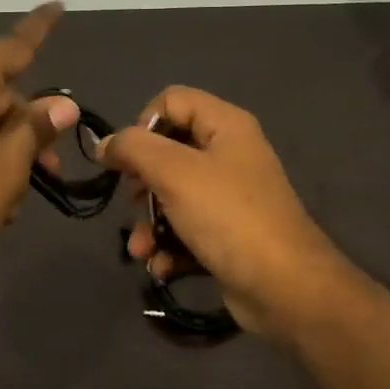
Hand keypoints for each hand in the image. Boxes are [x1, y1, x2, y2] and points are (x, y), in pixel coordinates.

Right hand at [99, 87, 343, 338]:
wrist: (284, 288)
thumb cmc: (228, 217)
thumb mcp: (174, 173)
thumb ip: (133, 149)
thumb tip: (105, 144)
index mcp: (226, 126)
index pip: (172, 101)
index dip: (143, 124)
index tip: (129, 159)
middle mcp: (230, 155)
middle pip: (167, 152)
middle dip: (142, 183)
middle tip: (135, 203)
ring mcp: (230, 197)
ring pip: (172, 196)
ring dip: (149, 223)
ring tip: (141, 249)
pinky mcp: (227, 234)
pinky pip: (186, 229)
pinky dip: (168, 247)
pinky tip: (161, 266)